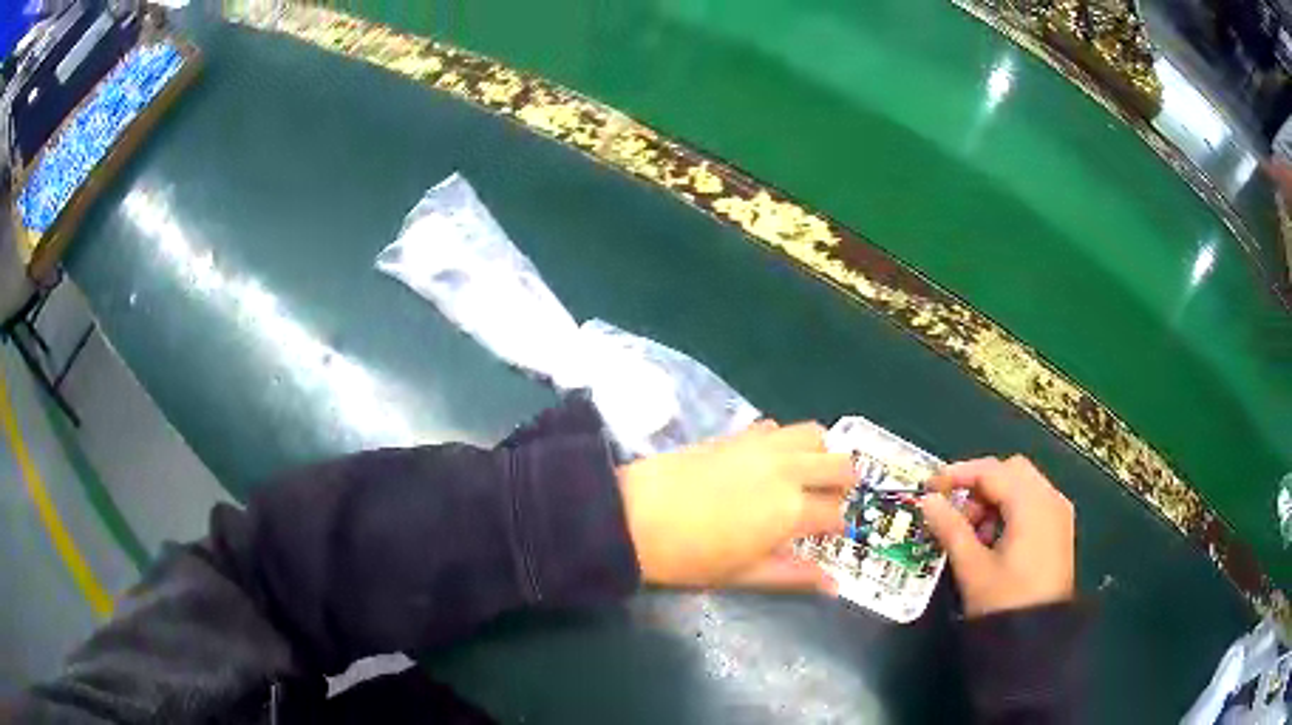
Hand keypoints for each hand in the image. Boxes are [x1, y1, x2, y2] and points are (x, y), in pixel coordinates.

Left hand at [617, 421, 853, 592]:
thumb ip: (794, 575)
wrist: (634, 515)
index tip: (830, 535)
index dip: (838, 526)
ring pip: (815, 434)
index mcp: (792, 509)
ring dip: (821, 453)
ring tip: (807, 476)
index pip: (837, 512)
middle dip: (844, 483)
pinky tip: (771, 461)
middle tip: (828, 502)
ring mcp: (764, 446)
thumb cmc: (691, 557)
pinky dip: (787, 440)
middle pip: (841, 464)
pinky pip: (778, 427)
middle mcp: (788, 469)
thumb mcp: (744, 575)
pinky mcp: (739, 434)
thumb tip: (834, 585)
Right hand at [919, 455, 1074, 616]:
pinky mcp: (1060, 530)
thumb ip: (950, 529)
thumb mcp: (972, 568)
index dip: (958, 474)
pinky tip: (994, 541)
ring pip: (1022, 486)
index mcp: (1031, 503)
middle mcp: (1050, 499)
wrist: (1039, 639)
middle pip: (1010, 471)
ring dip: (994, 499)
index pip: (991, 471)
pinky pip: (1033, 503)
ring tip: (972, 535)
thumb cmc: (1005, 602)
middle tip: (955, 513)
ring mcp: (1059, 513)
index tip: (930, 487)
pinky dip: (1010, 511)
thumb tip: (928, 501)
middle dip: (979, 486)